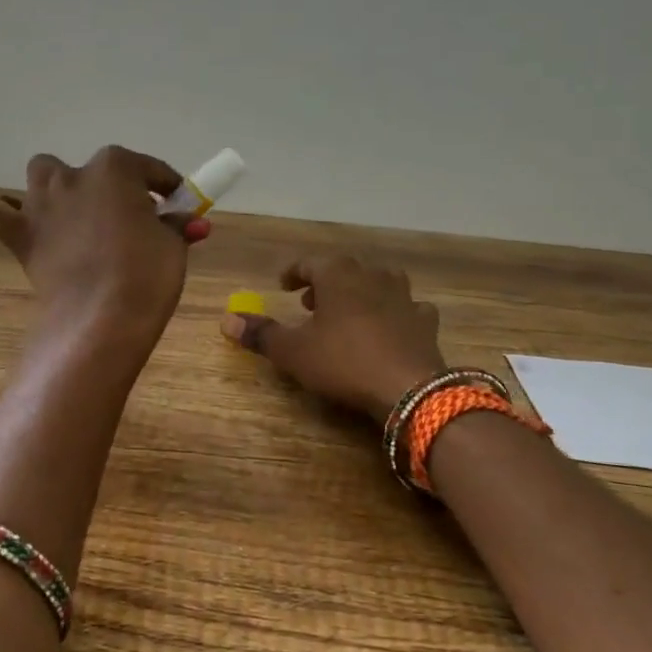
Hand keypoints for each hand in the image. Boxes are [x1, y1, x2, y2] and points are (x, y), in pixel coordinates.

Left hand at [0, 146, 204, 341]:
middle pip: (95, 170)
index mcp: (116, 168)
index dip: (166, 186)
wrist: (99, 320)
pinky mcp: (19, 234)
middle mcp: (73, 175)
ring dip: (60, 189)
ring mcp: (40, 202)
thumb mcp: (173, 246)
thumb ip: (176, 226)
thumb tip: (188, 221)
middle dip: (111, 187)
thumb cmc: (145, 275)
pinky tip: (27, 225)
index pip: (148, 169)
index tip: (176, 204)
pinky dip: (8, 212)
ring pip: (43, 176)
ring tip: (78, 217)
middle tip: (128, 218)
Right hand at [220, 256, 446, 419]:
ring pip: (379, 283)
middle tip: (311, 303)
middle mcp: (372, 275)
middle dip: (326, 283)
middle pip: (345, 270)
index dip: (294, 273)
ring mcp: (404, 296)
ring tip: (349, 313)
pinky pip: (407, 308)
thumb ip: (261, 334)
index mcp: (338, 275)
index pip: (310, 263)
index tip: (283, 285)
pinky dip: (395, 313)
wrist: (409, 388)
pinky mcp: (425, 320)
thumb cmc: (343, 361)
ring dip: (361, 293)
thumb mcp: (294, 351)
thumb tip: (227, 320)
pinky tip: (391, 327)